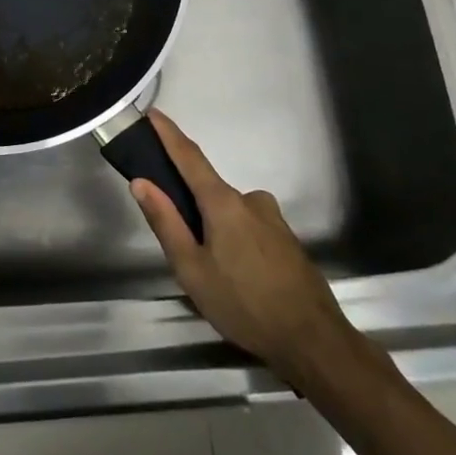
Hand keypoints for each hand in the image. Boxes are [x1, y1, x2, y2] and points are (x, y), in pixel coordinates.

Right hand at [130, 110, 384, 398]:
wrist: (313, 340)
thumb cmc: (244, 304)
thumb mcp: (192, 269)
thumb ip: (166, 223)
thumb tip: (141, 183)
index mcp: (224, 203)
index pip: (190, 157)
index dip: (169, 134)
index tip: (153, 114)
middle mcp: (250, 200)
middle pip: (209, 189)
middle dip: (190, 206)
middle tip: (179, 244)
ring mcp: (272, 218)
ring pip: (230, 213)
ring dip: (214, 229)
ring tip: (212, 274)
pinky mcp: (286, 238)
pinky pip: (249, 227)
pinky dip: (234, 240)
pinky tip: (237, 277)